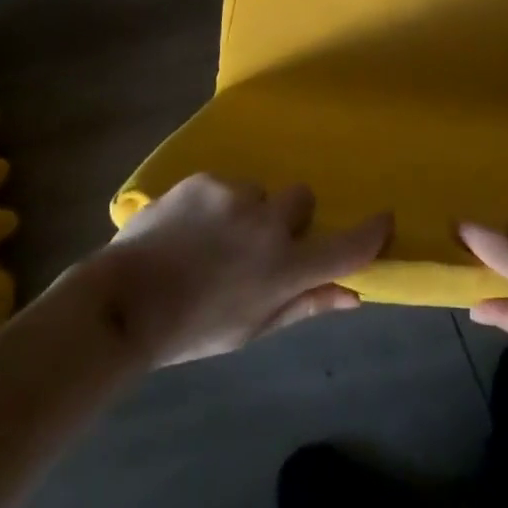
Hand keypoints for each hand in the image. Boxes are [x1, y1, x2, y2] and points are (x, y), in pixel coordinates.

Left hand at [94, 174, 391, 365]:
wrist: (124, 302)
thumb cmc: (193, 328)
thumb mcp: (253, 328)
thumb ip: (305, 304)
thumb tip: (353, 295)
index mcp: (283, 269)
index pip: (344, 247)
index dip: (371, 233)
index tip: (384, 220)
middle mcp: (268, 224)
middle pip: (301, 199)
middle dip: (287, 218)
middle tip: (257, 245)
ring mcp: (235, 195)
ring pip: (258, 193)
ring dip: (246, 212)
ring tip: (210, 240)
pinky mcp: (205, 179)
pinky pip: (224, 186)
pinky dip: (215, 204)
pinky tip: (187, 228)